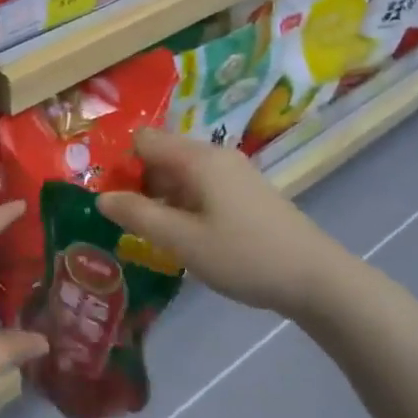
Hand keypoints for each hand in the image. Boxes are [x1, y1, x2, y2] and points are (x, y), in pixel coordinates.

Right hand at [96, 128, 338, 316]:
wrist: (316, 278)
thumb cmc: (244, 255)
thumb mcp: (183, 241)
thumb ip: (139, 215)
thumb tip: (101, 197)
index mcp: (198, 158)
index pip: (144, 140)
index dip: (121, 164)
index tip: (112, 199)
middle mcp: (215, 155)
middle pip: (162, 155)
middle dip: (140, 183)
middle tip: (129, 223)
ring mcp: (235, 173)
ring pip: (182, 173)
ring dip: (163, 197)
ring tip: (155, 235)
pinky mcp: (247, 192)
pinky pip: (203, 186)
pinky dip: (186, 204)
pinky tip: (188, 237)